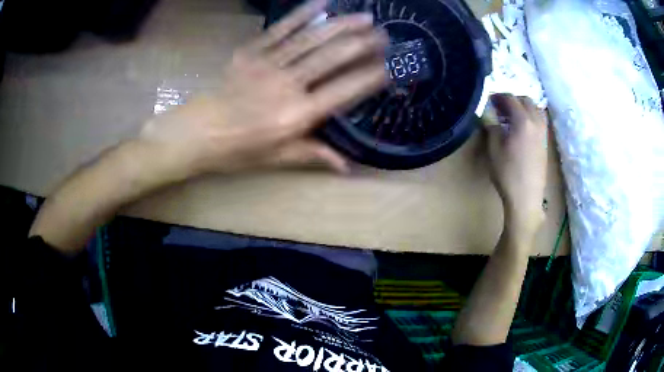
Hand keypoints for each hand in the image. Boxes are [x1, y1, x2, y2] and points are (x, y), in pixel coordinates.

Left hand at [138, 0, 387, 179]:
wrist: (197, 133)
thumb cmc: (237, 149)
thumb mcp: (277, 158)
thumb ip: (314, 155)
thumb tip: (348, 167)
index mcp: (296, 116)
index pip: (342, 92)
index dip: (367, 78)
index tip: (389, 67)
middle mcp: (287, 86)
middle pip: (330, 59)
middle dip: (361, 44)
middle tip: (384, 35)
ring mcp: (268, 65)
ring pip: (310, 40)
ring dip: (340, 26)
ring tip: (364, 16)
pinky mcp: (251, 53)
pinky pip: (279, 30)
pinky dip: (300, 16)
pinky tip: (320, 4)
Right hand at [485, 94, 547, 235]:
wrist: (526, 198)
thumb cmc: (508, 173)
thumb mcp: (494, 148)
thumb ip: (491, 125)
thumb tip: (487, 111)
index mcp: (523, 121)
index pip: (510, 99)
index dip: (498, 96)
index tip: (488, 100)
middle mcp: (536, 122)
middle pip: (526, 100)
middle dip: (512, 100)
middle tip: (499, 108)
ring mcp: (543, 133)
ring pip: (536, 109)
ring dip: (524, 107)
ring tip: (512, 116)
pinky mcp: (546, 143)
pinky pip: (540, 121)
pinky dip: (531, 117)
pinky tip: (522, 128)